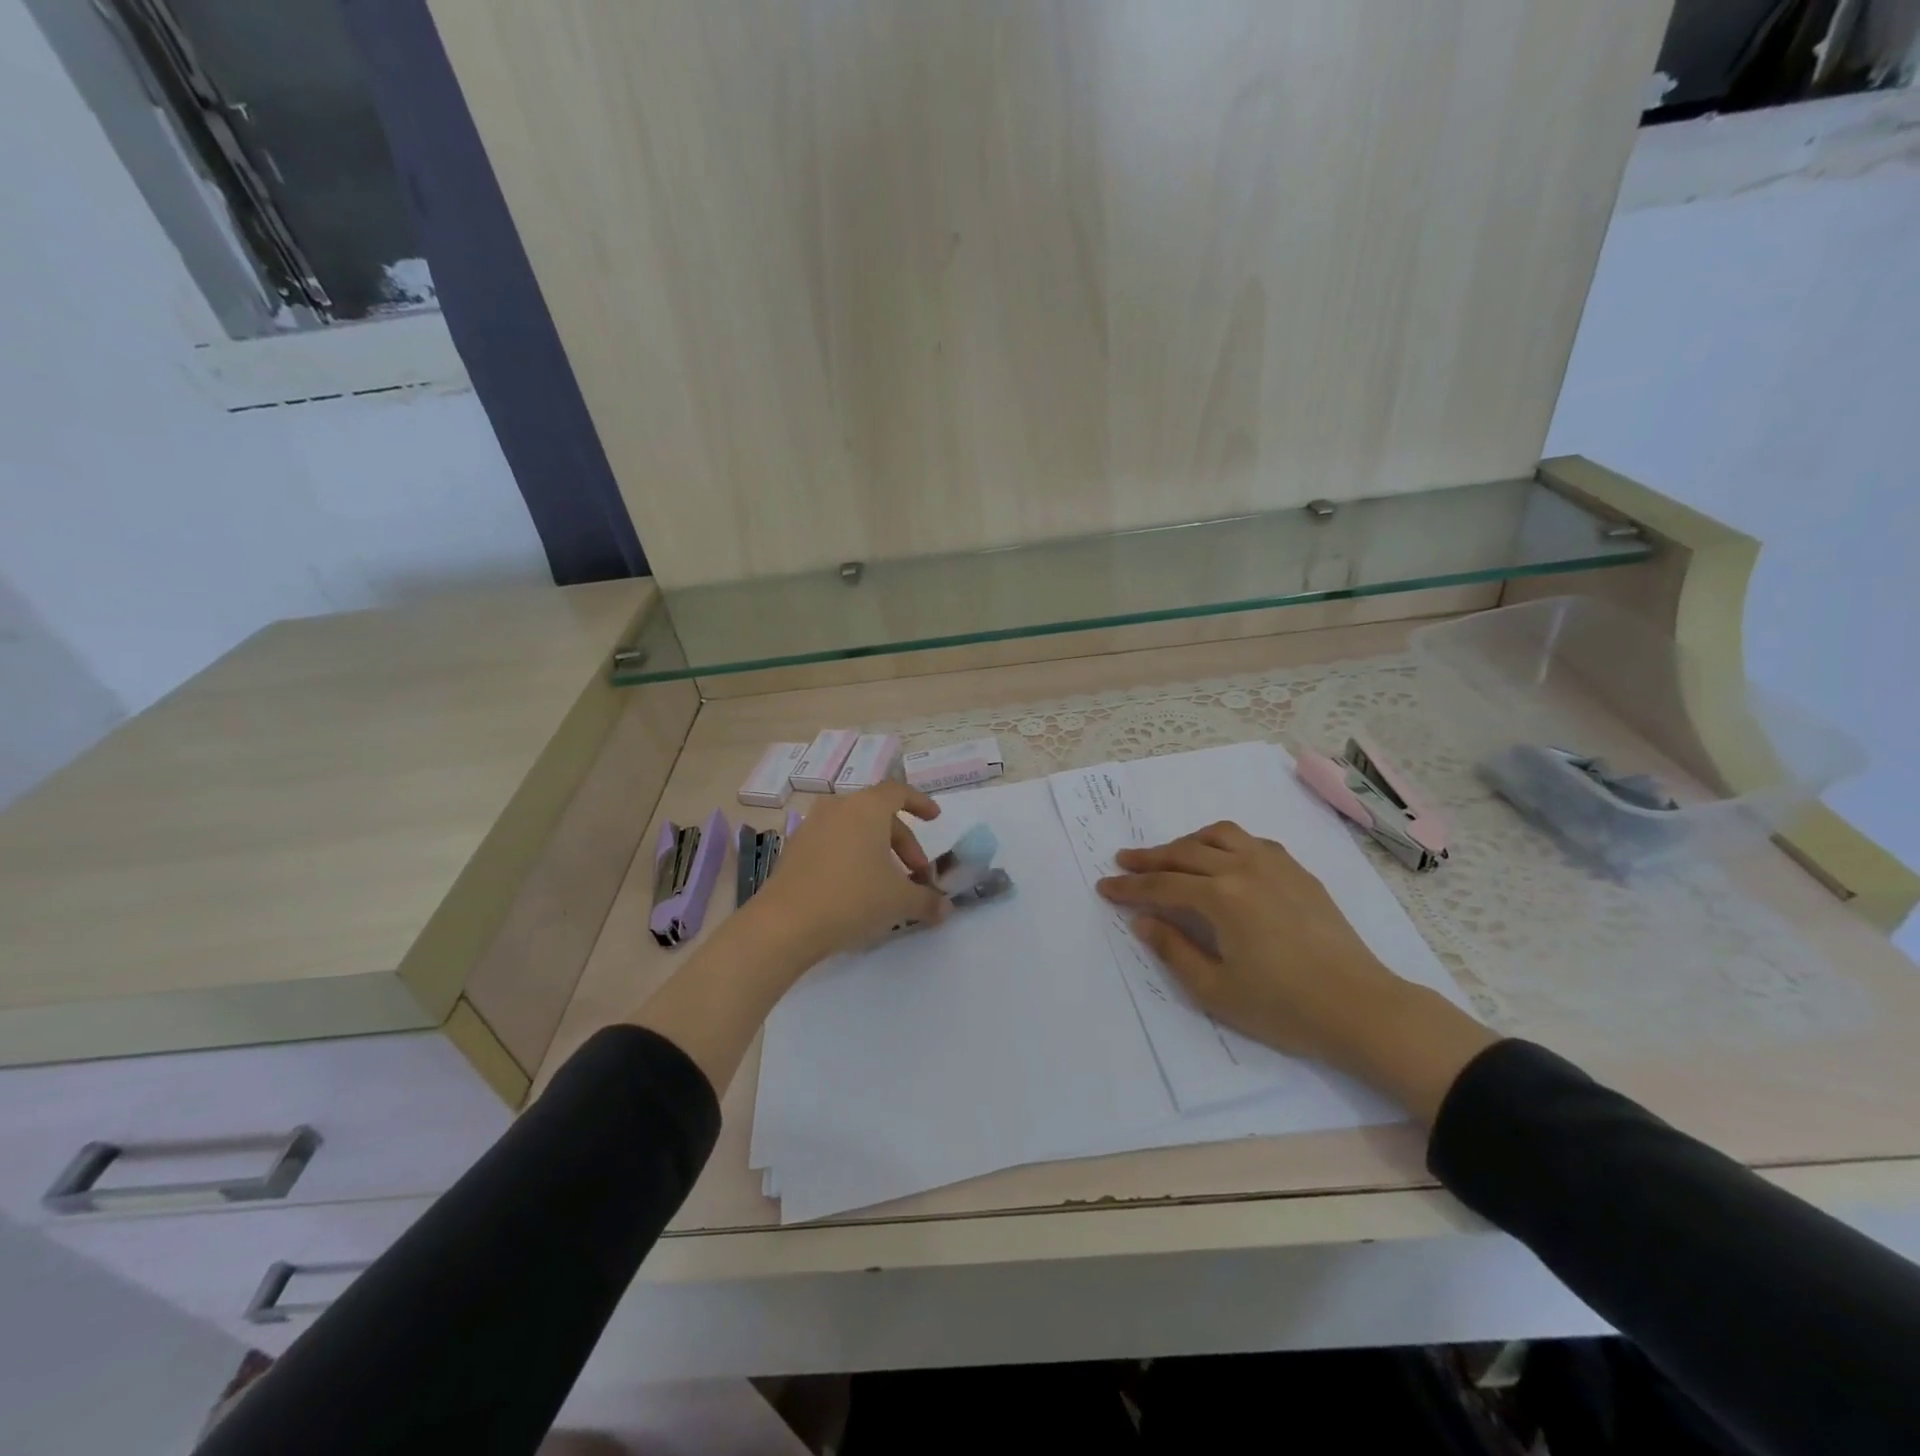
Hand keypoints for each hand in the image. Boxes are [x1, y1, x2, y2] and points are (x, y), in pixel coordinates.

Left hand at [750, 782, 949, 962]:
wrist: (785, 924)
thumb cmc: (852, 899)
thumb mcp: (899, 901)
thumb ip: (927, 901)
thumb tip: (945, 909)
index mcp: (866, 808)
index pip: (898, 792)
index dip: (920, 803)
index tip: (934, 819)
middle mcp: (838, 808)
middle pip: (878, 814)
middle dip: (903, 843)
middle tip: (916, 875)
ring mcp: (811, 827)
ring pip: (854, 830)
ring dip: (876, 851)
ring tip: (887, 884)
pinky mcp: (794, 849)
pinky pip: (833, 843)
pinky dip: (852, 857)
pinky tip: (856, 889)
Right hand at [1097, 821, 1495, 1121]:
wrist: (1362, 1008)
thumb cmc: (1284, 1007)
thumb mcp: (1216, 990)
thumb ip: (1174, 950)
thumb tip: (1143, 921)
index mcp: (1221, 897)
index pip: (1162, 885)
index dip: (1129, 888)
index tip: (1104, 887)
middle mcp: (1244, 868)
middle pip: (1185, 852)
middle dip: (1149, 857)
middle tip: (1124, 861)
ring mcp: (1275, 865)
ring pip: (1219, 835)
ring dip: (1187, 842)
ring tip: (1170, 856)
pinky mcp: (1298, 872)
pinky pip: (1251, 842)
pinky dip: (1224, 843)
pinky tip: (1222, 860)